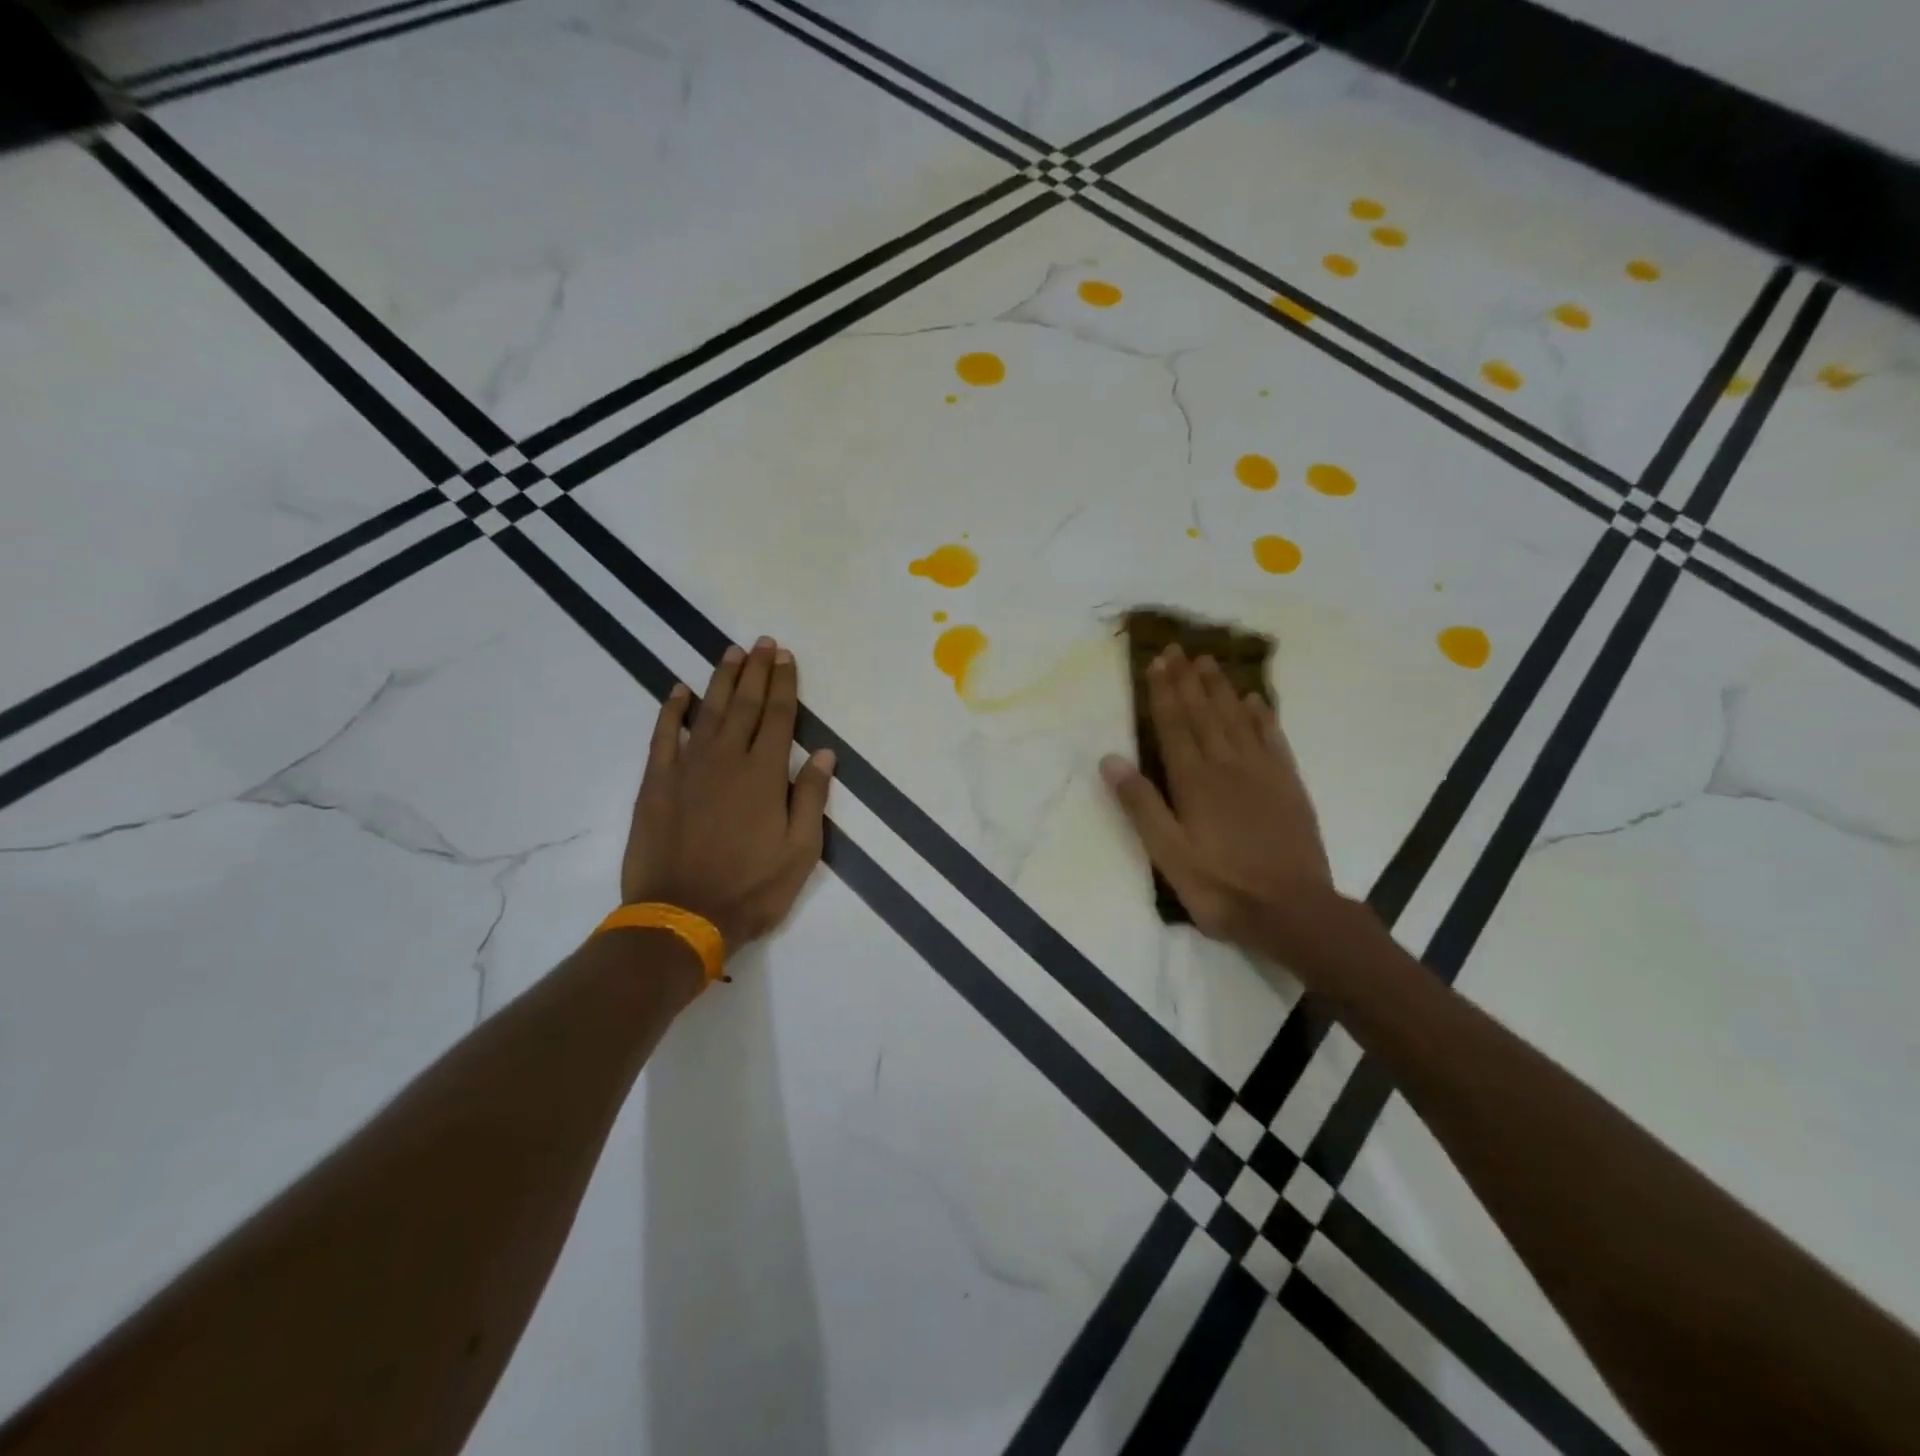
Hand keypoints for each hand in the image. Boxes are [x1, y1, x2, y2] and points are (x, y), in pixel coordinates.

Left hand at [622, 637, 835, 955]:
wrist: (682, 916)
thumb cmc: (752, 888)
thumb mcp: (801, 851)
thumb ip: (810, 798)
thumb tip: (823, 754)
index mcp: (765, 774)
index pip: (780, 717)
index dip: (785, 684)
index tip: (786, 657)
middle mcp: (728, 759)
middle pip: (746, 705)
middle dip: (757, 671)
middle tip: (763, 643)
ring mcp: (688, 768)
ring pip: (708, 711)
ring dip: (722, 680)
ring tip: (732, 653)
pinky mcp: (657, 783)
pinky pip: (664, 736)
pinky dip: (672, 711)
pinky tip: (679, 690)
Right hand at [1100, 645, 1334, 948]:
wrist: (1294, 911)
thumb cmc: (1222, 886)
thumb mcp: (1169, 854)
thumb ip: (1141, 805)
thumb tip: (1111, 758)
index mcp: (1194, 781)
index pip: (1174, 726)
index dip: (1163, 692)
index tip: (1156, 662)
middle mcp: (1227, 765)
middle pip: (1204, 714)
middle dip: (1188, 680)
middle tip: (1178, 649)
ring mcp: (1262, 773)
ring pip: (1237, 719)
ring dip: (1221, 689)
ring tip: (1208, 662)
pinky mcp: (1289, 785)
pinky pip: (1273, 739)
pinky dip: (1263, 716)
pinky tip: (1256, 701)